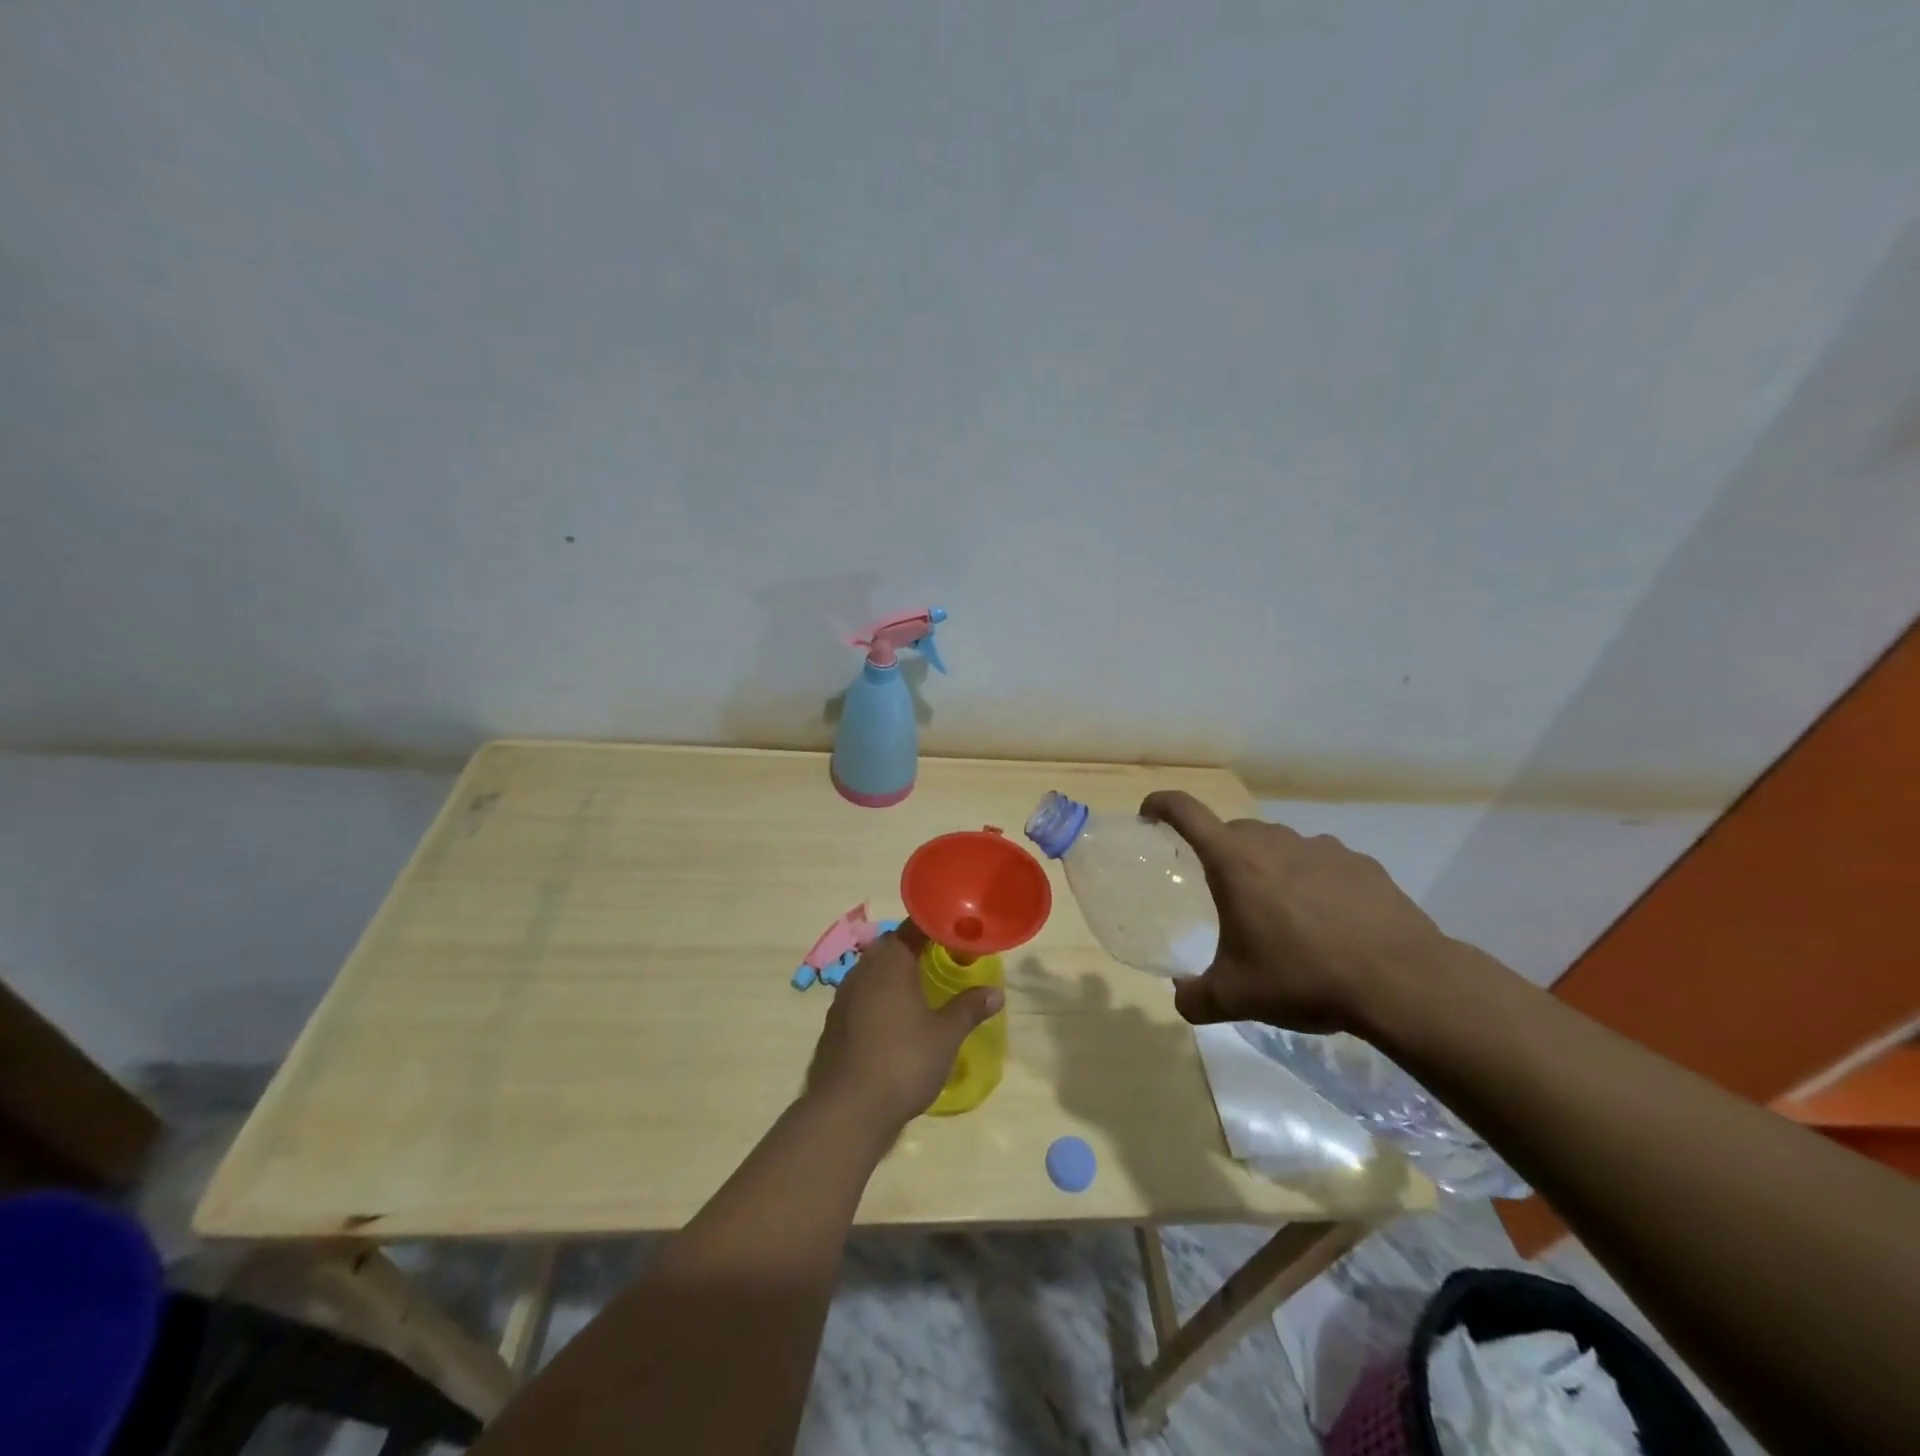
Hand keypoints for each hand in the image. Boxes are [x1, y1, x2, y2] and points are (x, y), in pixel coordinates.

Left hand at [805, 923, 1003, 1133]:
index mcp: (890, 962)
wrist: (847, 1110)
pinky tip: (894, 1020)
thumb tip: (996, 992)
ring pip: (872, 971)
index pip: (912, 928)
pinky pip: (861, 996)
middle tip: (940, 960)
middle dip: (913, 949)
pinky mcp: (834, 1023)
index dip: (935, 928)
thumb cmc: (903, 1061)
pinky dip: (879, 998)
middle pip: (890, 946)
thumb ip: (969, 1008)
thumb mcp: (945, 1035)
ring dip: (894, 974)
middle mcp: (863, 970)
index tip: (955, 935)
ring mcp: (844, 996)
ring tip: (920, 989)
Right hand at [1140, 791, 1452, 1033]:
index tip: (1149, 813)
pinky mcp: (1360, 864)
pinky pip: (1320, 862)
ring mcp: (1321, 848)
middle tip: (1223, 894)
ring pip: (1278, 845)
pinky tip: (1326, 921)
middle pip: (1233, 832)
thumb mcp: (1237, 998)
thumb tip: (1181, 997)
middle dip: (1220, 853)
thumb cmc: (1303, 977)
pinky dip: (1311, 881)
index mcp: (1234, 861)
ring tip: (1279, 913)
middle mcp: (1274, 842)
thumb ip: (1195, 998)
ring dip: (1268, 867)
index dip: (1161, 805)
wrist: (1401, 981)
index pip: (1186, 812)